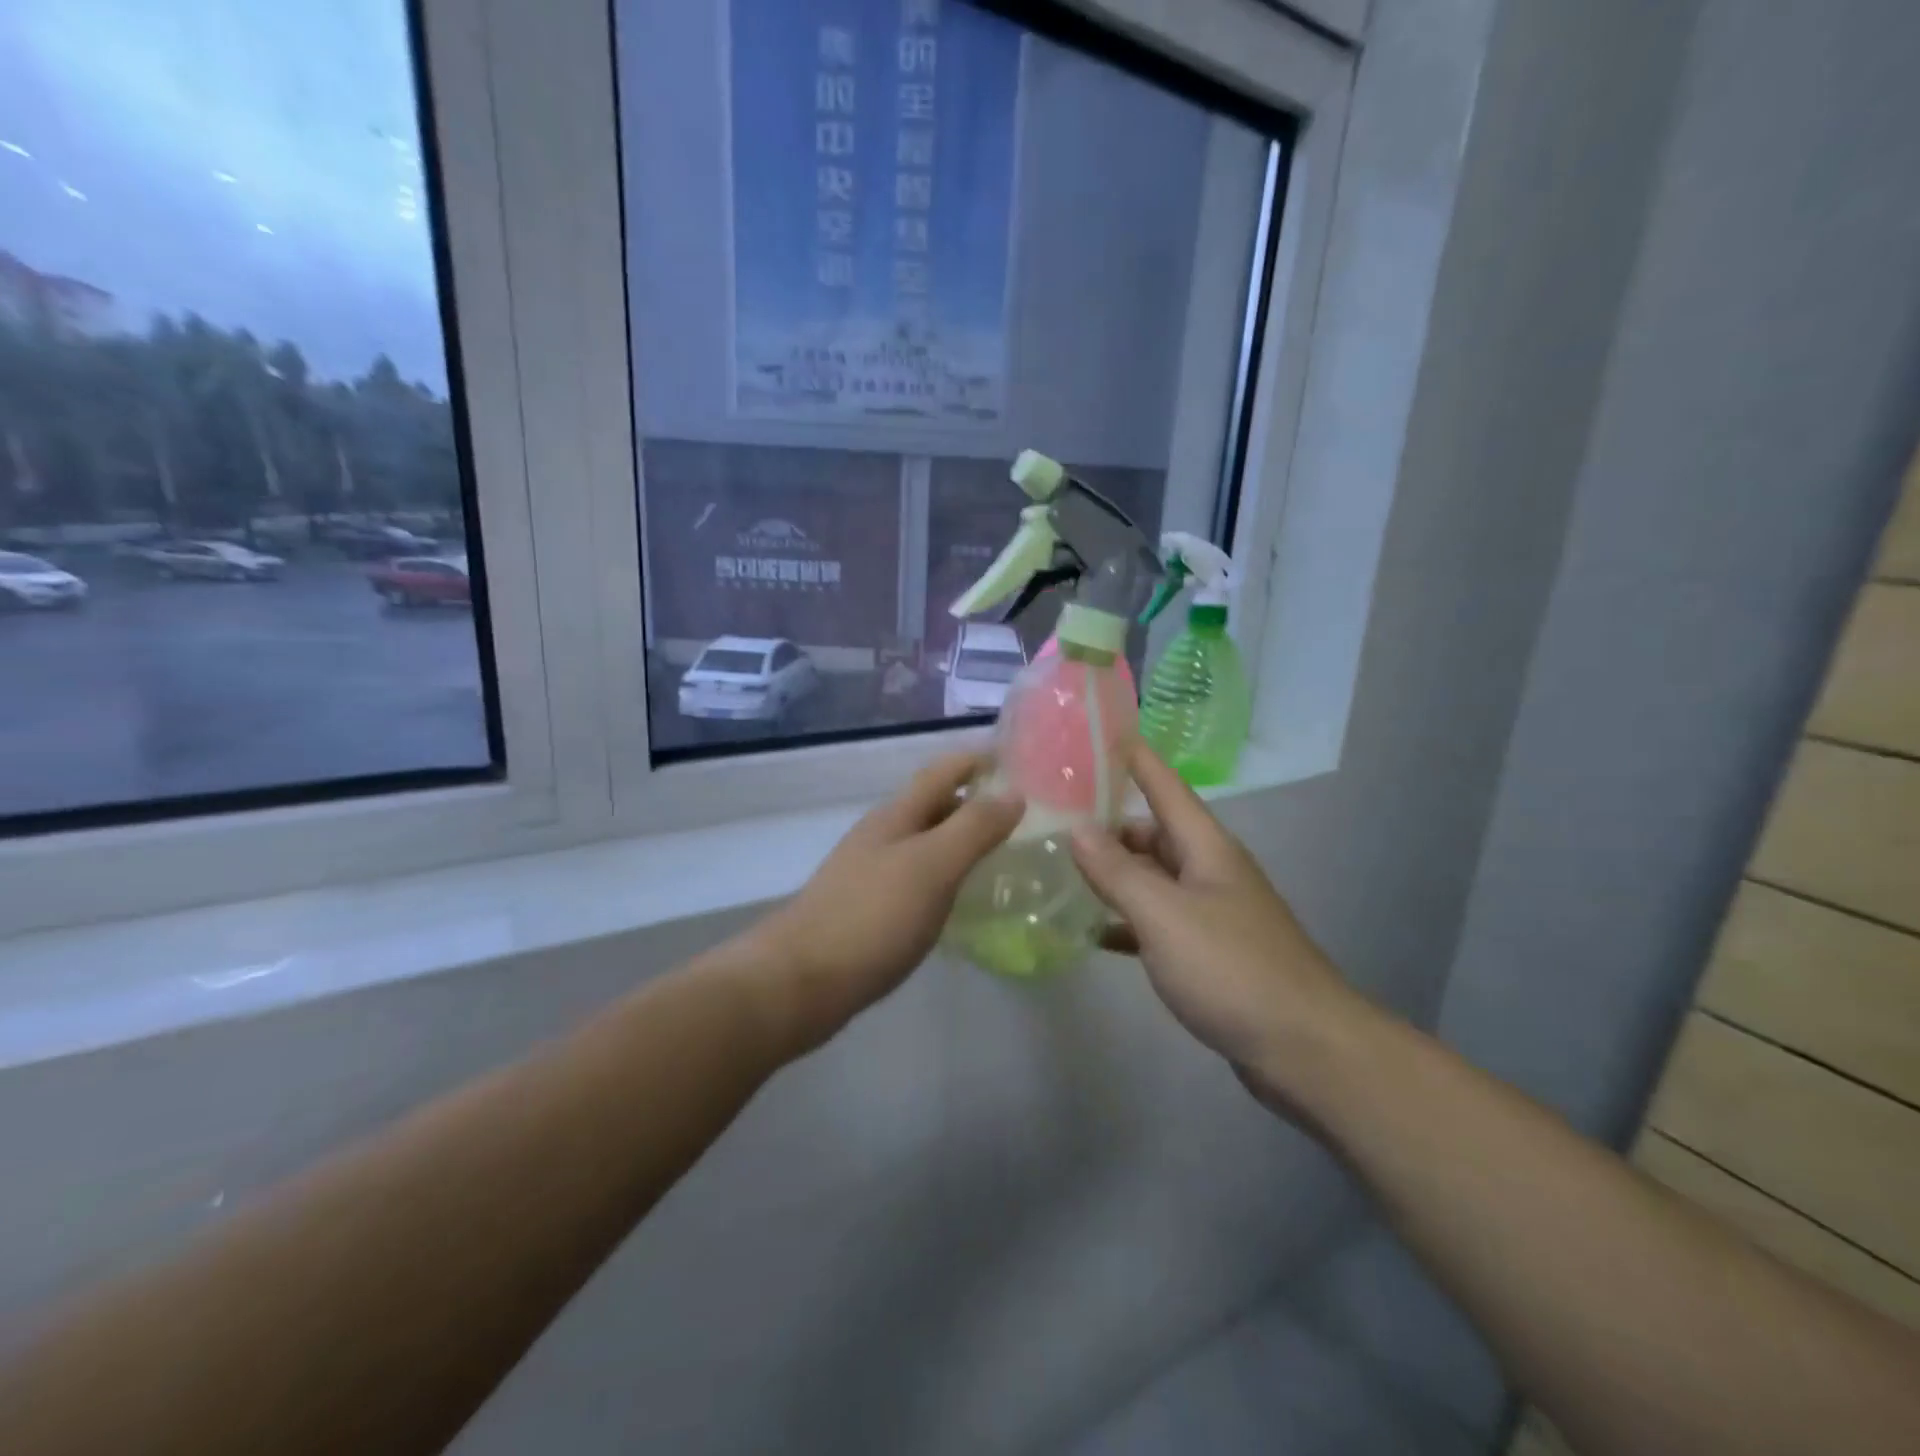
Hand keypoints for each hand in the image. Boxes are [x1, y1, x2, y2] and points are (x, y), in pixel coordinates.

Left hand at [746, 752, 1022, 1053]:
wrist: (800, 981)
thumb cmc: (872, 916)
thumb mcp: (932, 866)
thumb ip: (974, 828)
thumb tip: (1014, 792)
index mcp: (896, 816)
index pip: (943, 771)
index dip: (977, 760)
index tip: (1016, 760)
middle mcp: (882, 836)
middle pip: (933, 805)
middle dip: (973, 802)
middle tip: (1022, 815)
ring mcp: (870, 873)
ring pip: (924, 843)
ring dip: (959, 841)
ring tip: (1001, 855)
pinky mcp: (867, 909)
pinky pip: (916, 878)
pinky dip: (944, 877)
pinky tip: (959, 899)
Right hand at [1069, 741, 1364, 1107]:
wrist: (1303, 1048)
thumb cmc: (1231, 968)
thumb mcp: (1164, 915)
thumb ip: (1117, 872)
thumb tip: (1076, 829)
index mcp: (1205, 847)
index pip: (1164, 785)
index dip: (1134, 757)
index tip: (1097, 732)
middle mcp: (1209, 870)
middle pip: (1152, 832)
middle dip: (1107, 823)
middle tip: (1052, 818)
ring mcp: (1210, 912)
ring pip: (1153, 877)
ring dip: (1113, 873)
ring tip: (1060, 869)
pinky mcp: (1208, 952)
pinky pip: (1157, 922)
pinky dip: (1126, 921)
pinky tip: (1093, 930)